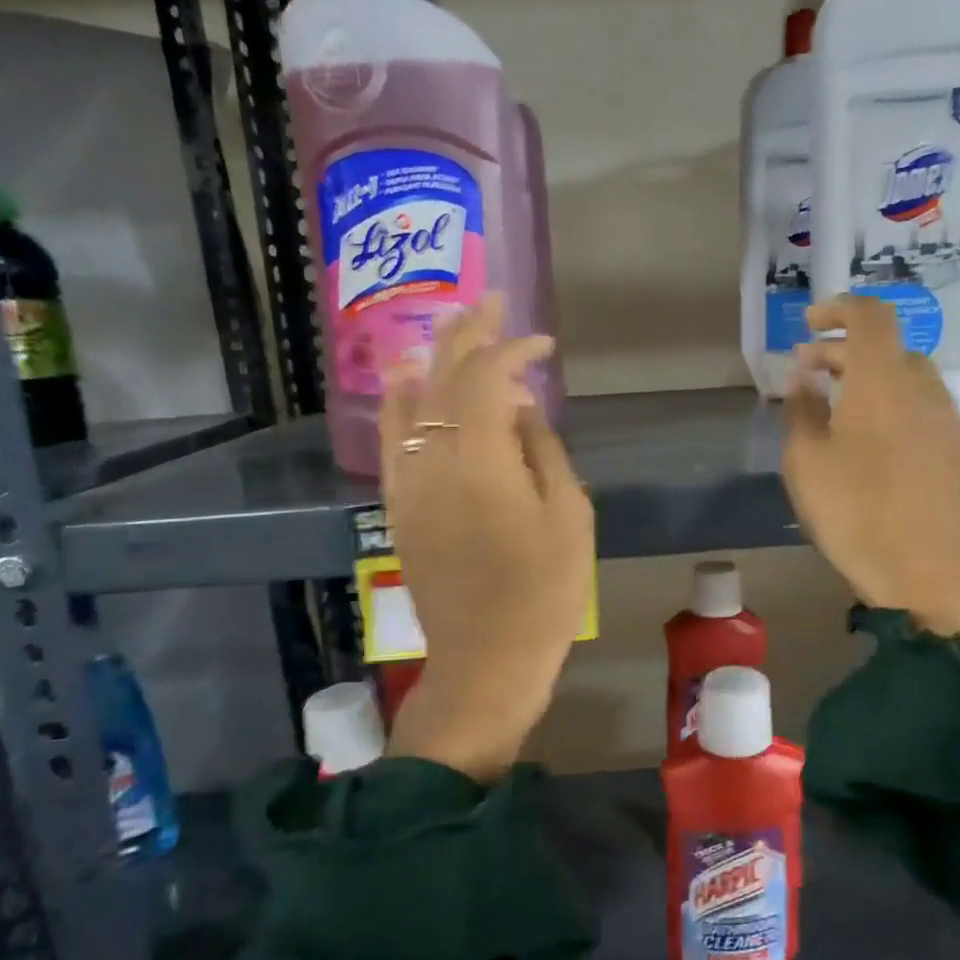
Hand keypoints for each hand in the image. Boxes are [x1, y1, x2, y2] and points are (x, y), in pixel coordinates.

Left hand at [377, 298, 593, 780]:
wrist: (486, 659)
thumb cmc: (543, 592)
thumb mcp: (568, 516)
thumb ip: (543, 450)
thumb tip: (521, 407)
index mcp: (481, 462)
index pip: (488, 379)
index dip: (515, 350)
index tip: (543, 344)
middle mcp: (432, 460)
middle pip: (443, 377)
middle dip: (469, 334)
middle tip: (492, 300)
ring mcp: (406, 482)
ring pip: (409, 400)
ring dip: (434, 357)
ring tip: (453, 325)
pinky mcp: (396, 505)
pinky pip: (391, 437)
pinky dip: (400, 400)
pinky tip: (407, 377)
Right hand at [783, 296, 959, 635]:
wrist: (928, 574)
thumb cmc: (856, 514)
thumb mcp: (807, 462)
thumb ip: (802, 410)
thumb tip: (804, 378)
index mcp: (883, 381)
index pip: (870, 316)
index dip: (838, 308)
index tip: (809, 323)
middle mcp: (922, 388)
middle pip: (886, 346)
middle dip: (843, 349)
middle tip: (807, 370)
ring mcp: (946, 419)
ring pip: (905, 376)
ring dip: (869, 376)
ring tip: (834, 403)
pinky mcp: (956, 449)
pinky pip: (919, 404)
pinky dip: (890, 401)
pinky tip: (868, 436)